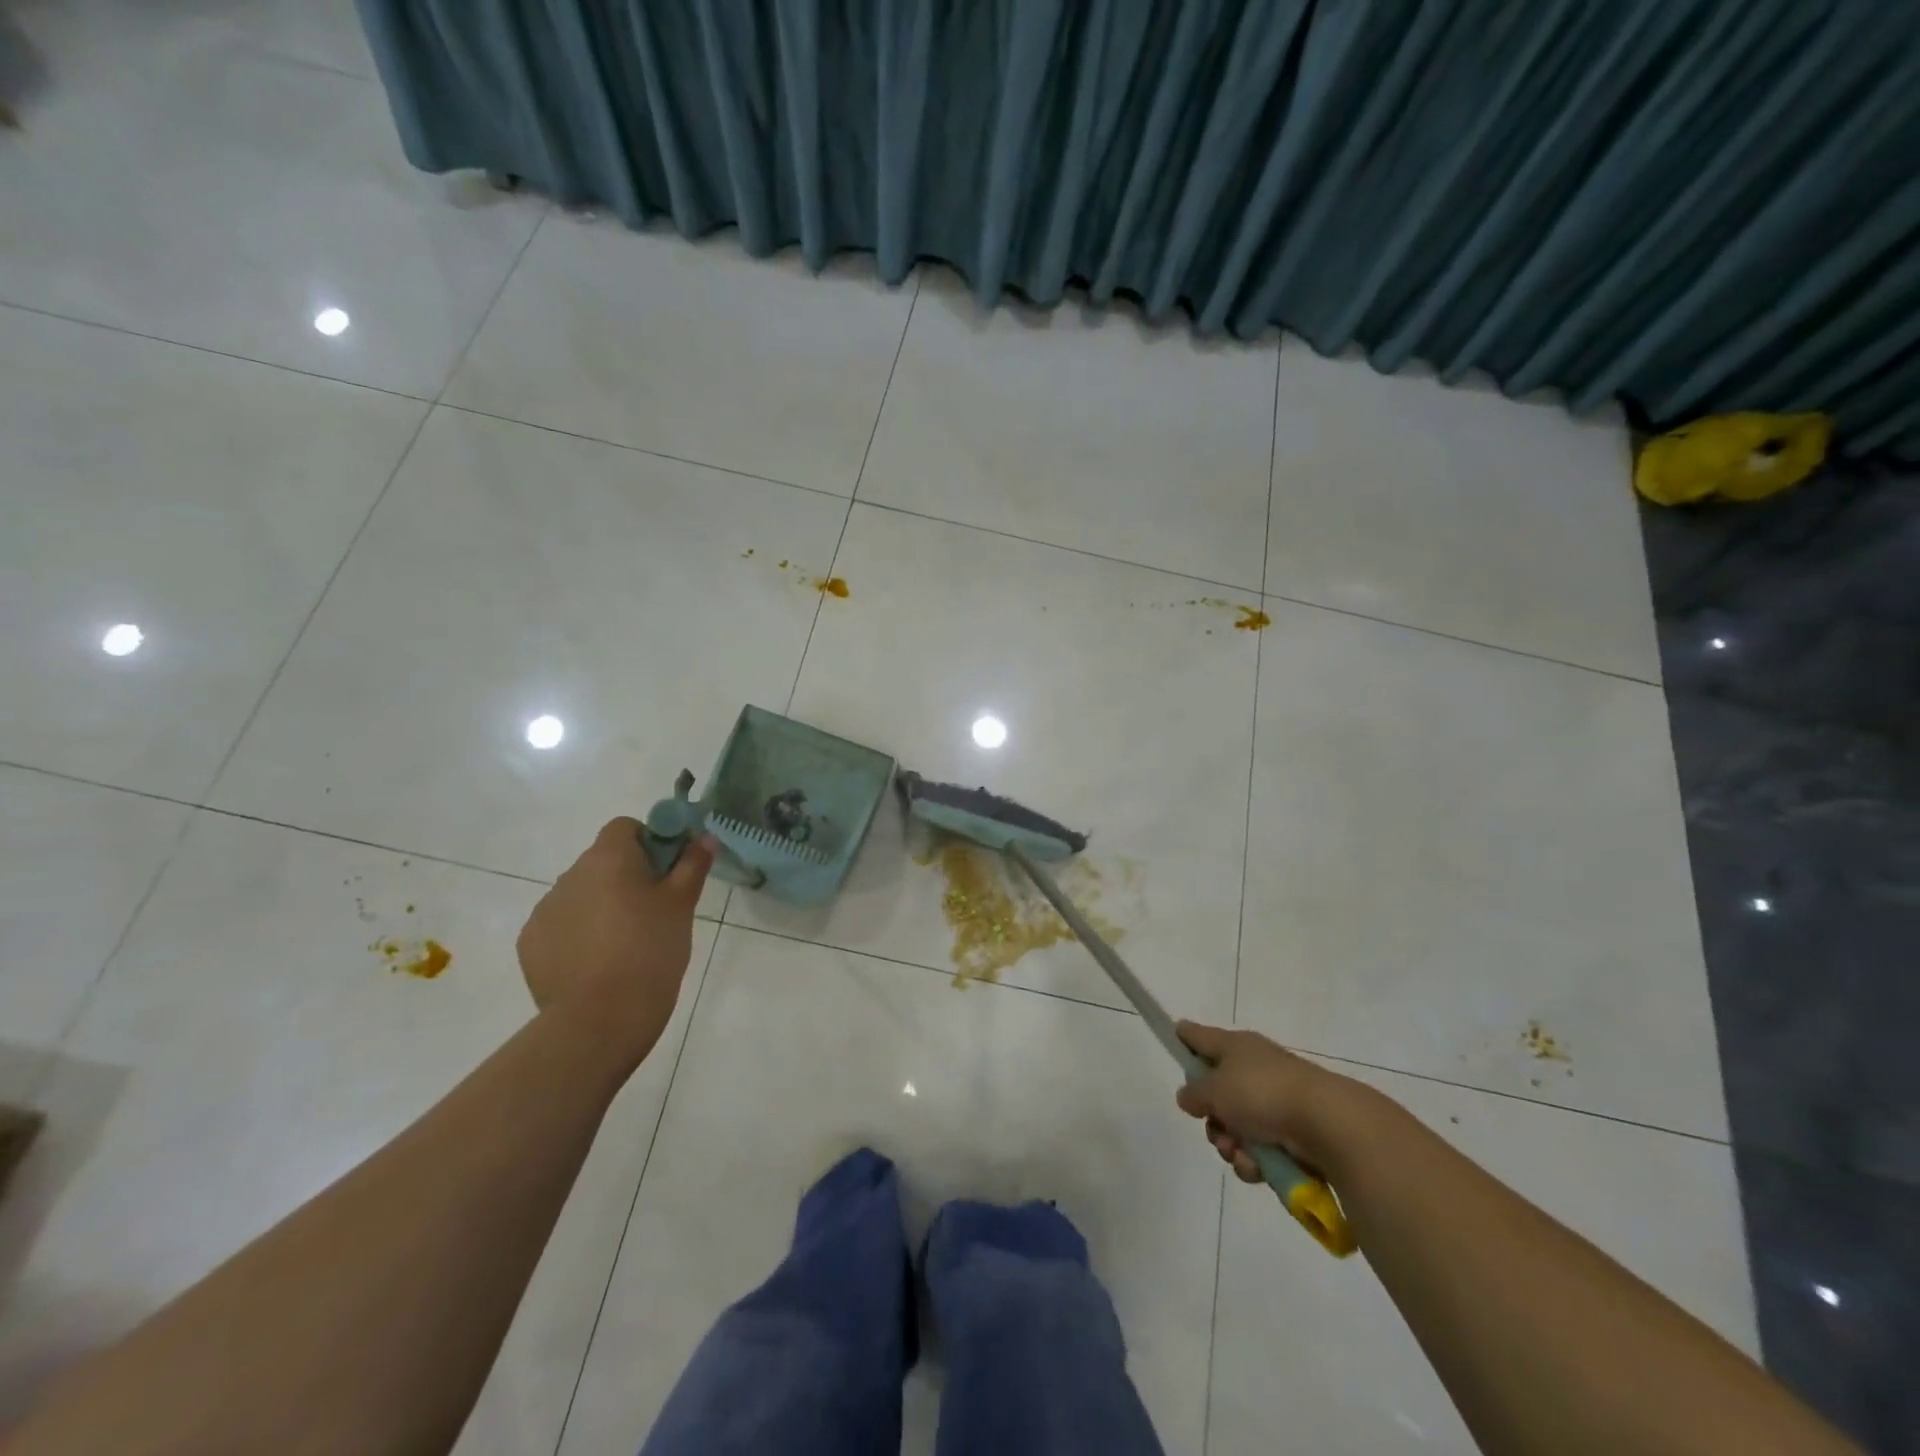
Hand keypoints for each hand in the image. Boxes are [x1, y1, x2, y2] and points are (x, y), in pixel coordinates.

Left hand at [516, 819, 713, 1067]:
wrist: (601, 1019)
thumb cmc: (651, 950)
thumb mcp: (682, 905)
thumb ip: (693, 865)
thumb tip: (704, 837)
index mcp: (607, 858)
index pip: (625, 827)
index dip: (649, 842)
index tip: (667, 872)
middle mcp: (570, 875)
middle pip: (602, 861)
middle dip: (626, 877)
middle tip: (654, 911)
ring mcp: (545, 910)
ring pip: (582, 894)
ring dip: (601, 905)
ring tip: (625, 944)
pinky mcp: (530, 944)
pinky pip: (561, 925)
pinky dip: (579, 934)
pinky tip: (598, 963)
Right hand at [1175, 1021, 1357, 1182]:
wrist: (1327, 1124)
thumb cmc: (1262, 1093)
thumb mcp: (1214, 1090)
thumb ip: (1194, 1093)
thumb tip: (1188, 1096)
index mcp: (1235, 1046)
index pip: (1201, 1036)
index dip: (1185, 1037)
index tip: (1174, 1037)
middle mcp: (1254, 1068)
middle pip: (1217, 1092)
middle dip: (1211, 1118)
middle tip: (1213, 1126)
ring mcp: (1275, 1101)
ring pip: (1236, 1125)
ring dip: (1231, 1144)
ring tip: (1239, 1153)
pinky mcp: (1293, 1133)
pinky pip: (1260, 1148)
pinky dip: (1254, 1160)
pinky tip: (1258, 1166)